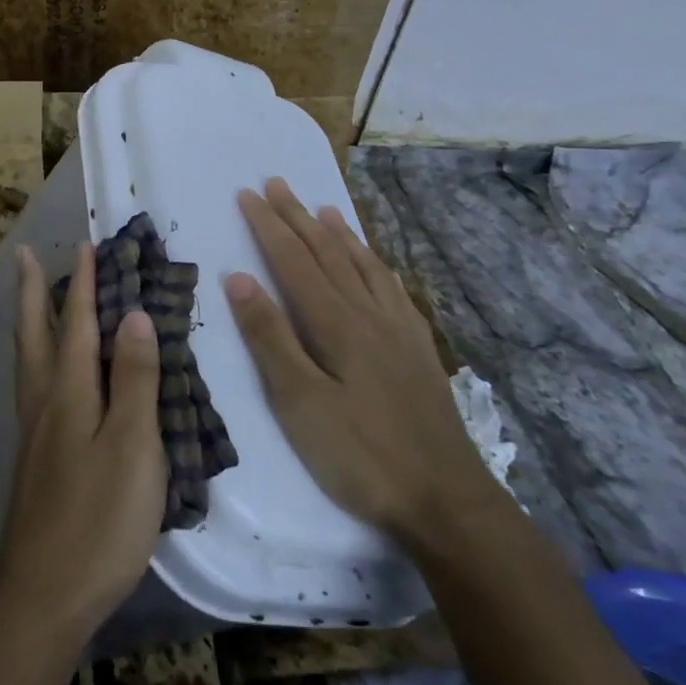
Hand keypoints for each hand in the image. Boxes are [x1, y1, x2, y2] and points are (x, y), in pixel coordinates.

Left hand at [0, 243, 168, 647]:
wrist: (44, 595)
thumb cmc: (98, 520)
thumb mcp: (131, 447)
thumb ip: (133, 380)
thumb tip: (133, 314)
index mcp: (67, 392)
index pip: (76, 323)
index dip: (82, 283)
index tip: (86, 245)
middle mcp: (43, 402)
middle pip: (35, 333)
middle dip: (34, 291)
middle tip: (25, 256)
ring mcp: (34, 432)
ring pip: (27, 359)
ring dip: (30, 321)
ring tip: (32, 300)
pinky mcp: (35, 460)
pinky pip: (32, 386)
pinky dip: (36, 358)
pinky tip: (46, 375)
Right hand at [223, 178, 500, 547]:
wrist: (446, 500)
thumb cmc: (360, 454)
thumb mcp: (299, 402)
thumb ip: (269, 337)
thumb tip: (239, 278)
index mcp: (335, 323)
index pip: (293, 260)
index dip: (268, 225)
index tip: (247, 193)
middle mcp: (368, 314)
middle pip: (327, 253)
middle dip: (298, 216)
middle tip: (277, 184)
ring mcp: (399, 331)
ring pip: (363, 265)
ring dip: (338, 233)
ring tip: (323, 208)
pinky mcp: (418, 351)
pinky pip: (392, 289)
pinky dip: (374, 264)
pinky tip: (375, 265)